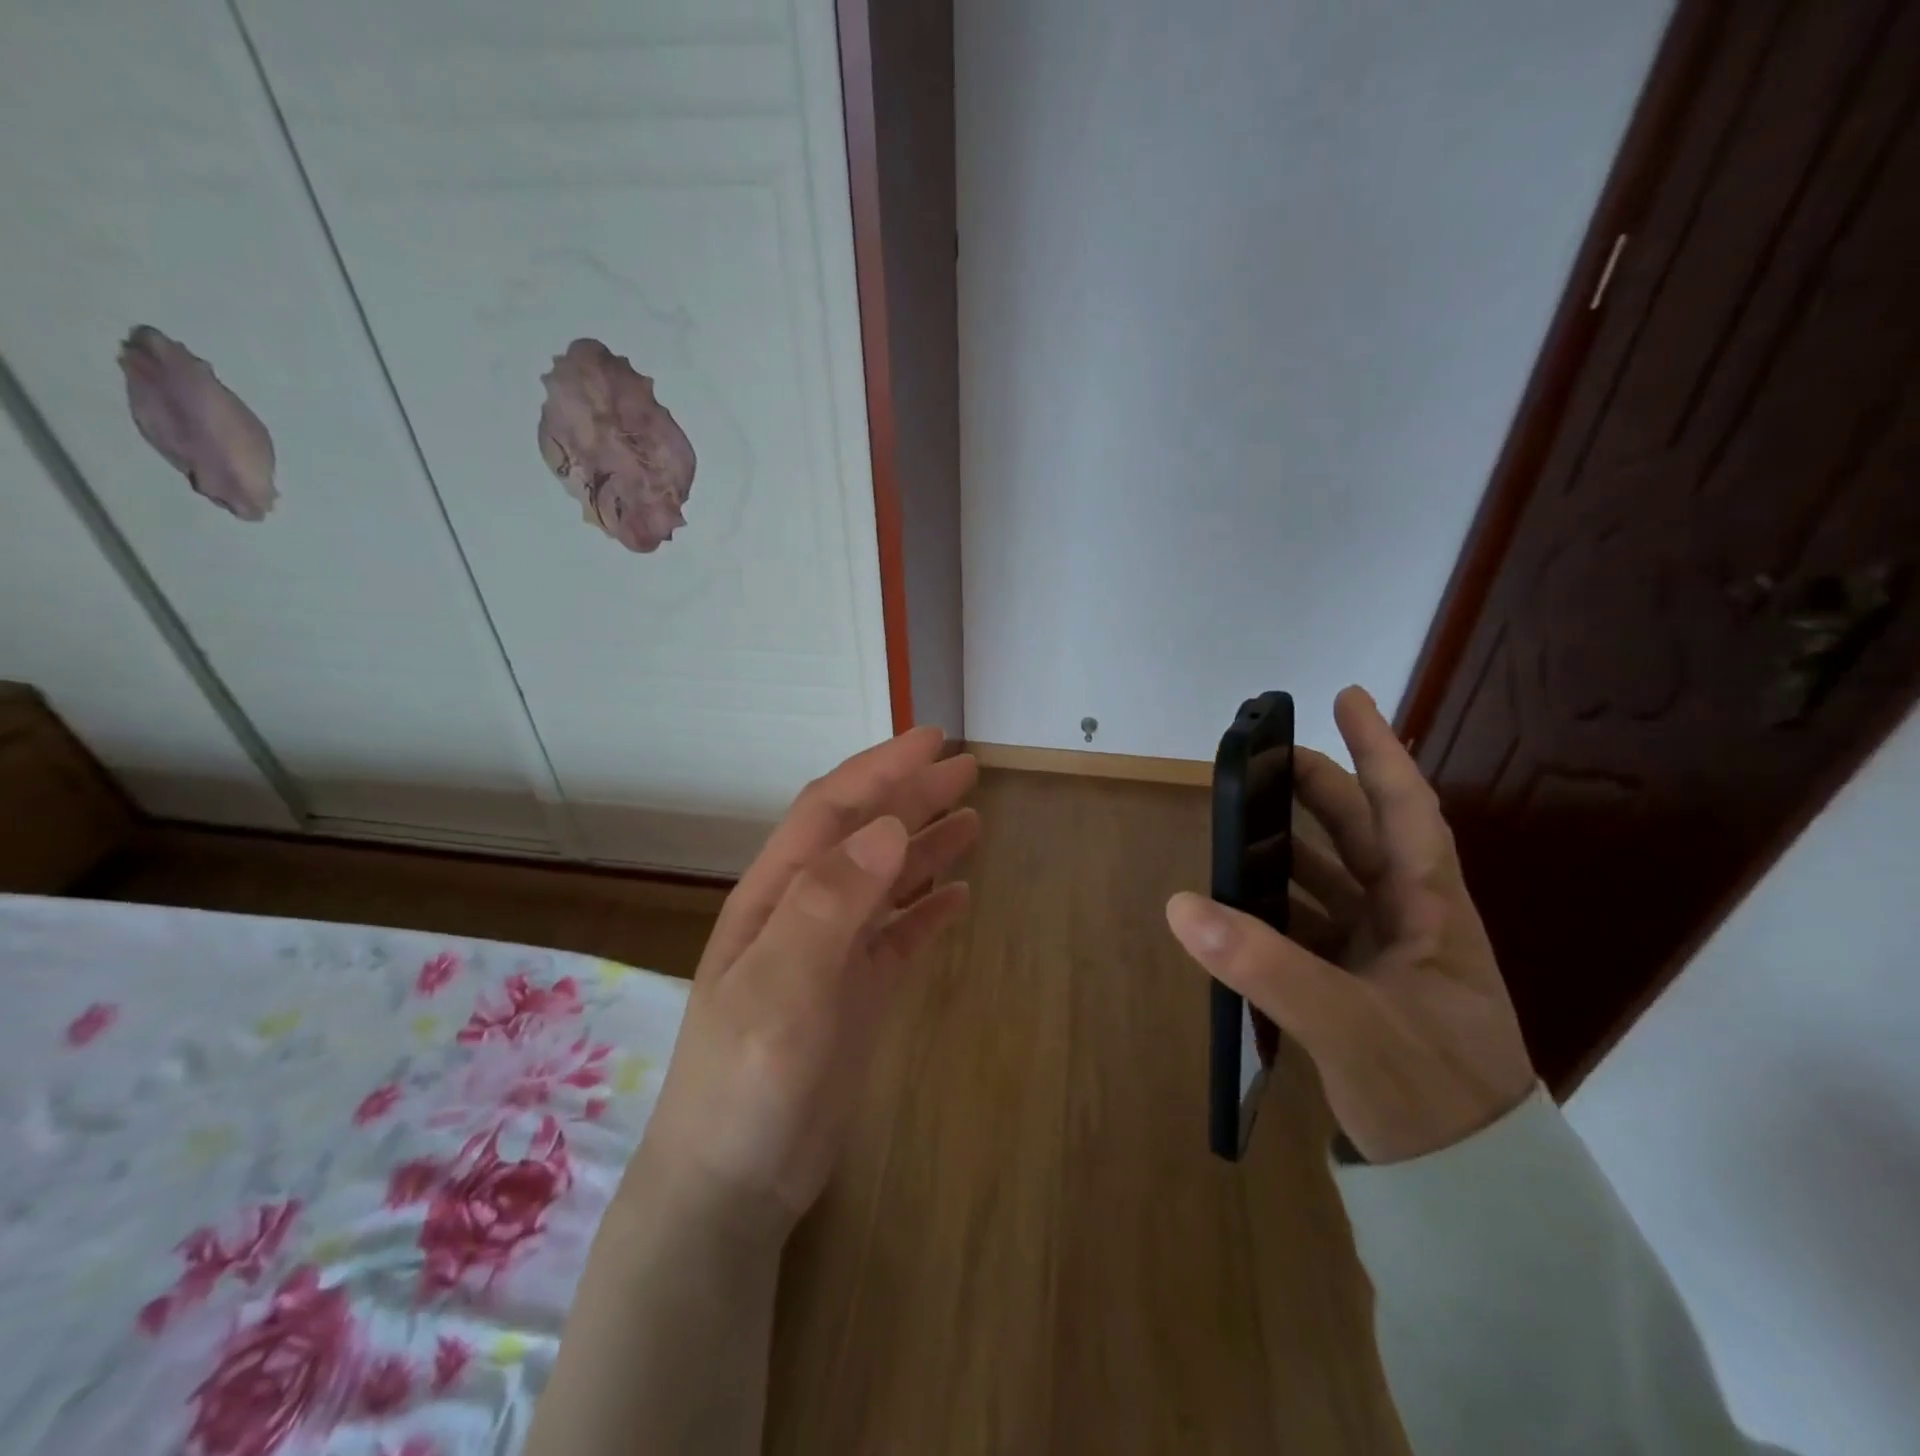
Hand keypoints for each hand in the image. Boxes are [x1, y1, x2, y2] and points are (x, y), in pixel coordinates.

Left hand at [634, 726, 978, 1231]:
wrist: (733, 1185)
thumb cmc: (745, 1083)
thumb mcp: (781, 989)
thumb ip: (829, 904)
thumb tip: (888, 826)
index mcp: (777, 895)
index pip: (832, 811)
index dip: (880, 770)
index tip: (933, 742)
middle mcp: (805, 912)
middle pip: (864, 836)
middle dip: (911, 797)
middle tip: (968, 770)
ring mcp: (832, 954)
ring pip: (886, 882)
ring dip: (926, 847)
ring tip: (974, 821)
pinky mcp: (856, 994)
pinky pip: (899, 936)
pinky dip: (928, 910)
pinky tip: (959, 896)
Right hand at [1166, 687, 1535, 1163]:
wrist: (1469, 1188)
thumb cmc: (1432, 1095)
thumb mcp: (1349, 1027)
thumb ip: (1265, 965)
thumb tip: (1182, 904)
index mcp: (1430, 911)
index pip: (1405, 809)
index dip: (1377, 749)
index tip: (1344, 697)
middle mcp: (1410, 921)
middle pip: (1361, 835)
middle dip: (1317, 790)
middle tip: (1262, 760)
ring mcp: (1385, 956)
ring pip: (1334, 880)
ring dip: (1291, 847)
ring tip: (1240, 823)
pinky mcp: (1361, 987)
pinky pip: (1313, 926)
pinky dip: (1278, 906)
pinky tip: (1241, 904)